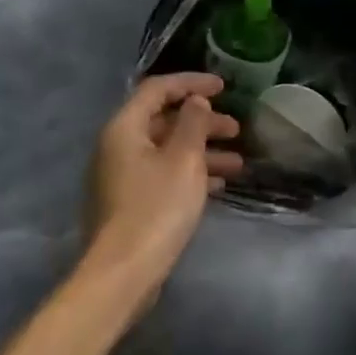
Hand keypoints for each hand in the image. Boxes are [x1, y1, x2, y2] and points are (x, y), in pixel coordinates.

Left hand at [84, 73, 243, 293]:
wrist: (124, 270)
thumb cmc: (157, 208)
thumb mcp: (183, 160)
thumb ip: (192, 124)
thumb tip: (195, 101)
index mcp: (124, 128)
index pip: (157, 90)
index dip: (191, 84)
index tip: (223, 87)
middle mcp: (117, 147)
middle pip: (163, 122)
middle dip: (202, 123)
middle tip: (237, 129)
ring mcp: (121, 177)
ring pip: (166, 152)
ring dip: (201, 152)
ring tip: (238, 163)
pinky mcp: (129, 202)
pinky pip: (162, 176)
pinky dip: (189, 175)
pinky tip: (218, 187)